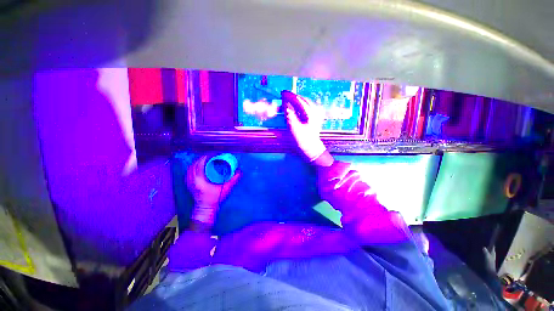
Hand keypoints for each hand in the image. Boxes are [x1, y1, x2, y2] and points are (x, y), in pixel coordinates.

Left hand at [187, 156, 240, 224]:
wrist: (205, 209)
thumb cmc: (214, 199)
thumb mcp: (225, 189)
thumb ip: (233, 180)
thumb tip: (240, 171)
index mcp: (199, 180)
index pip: (199, 165)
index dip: (204, 158)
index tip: (211, 155)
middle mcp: (192, 180)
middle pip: (193, 165)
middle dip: (200, 159)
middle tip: (208, 156)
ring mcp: (189, 182)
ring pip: (190, 169)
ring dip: (196, 163)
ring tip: (203, 160)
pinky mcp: (189, 185)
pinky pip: (188, 173)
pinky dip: (192, 168)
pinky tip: (197, 168)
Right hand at [284, 92, 326, 160]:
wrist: (311, 148)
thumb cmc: (302, 140)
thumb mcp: (294, 129)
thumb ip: (290, 116)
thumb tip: (286, 105)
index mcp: (310, 114)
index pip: (299, 101)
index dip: (290, 96)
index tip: (282, 93)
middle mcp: (315, 111)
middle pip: (303, 99)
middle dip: (294, 96)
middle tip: (284, 95)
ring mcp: (317, 114)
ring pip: (307, 102)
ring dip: (298, 100)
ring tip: (290, 99)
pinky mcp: (317, 117)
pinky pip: (309, 106)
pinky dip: (302, 104)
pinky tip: (298, 105)